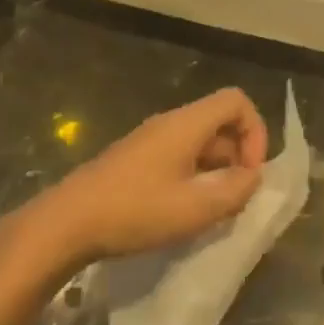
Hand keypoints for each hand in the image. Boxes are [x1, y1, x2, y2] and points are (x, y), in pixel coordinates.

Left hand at [33, 88, 269, 264]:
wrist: (68, 222)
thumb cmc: (136, 211)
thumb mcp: (196, 208)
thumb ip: (235, 190)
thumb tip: (252, 177)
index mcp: (186, 124)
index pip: (236, 101)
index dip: (255, 132)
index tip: (250, 171)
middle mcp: (169, 124)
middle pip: (219, 123)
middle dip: (237, 157)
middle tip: (235, 199)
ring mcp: (149, 141)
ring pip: (199, 144)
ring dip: (215, 172)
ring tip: (212, 211)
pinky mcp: (135, 160)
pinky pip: (178, 158)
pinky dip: (193, 178)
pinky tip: (184, 212)